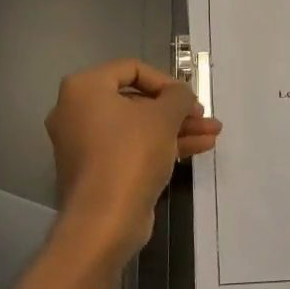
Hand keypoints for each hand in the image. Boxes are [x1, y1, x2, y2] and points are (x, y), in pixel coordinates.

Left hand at [46, 59, 222, 259]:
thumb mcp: (164, 116)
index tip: (189, 98)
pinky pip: (131, 148)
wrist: (105, 220)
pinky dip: (160, 145)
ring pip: (137, 127)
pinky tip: (198, 148)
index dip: (167, 81)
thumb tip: (180, 95)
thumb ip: (178, 96)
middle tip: (203, 116)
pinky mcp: (96, 170)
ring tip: (212, 133)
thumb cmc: (130, 154)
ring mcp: (85, 143)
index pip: (132, 68)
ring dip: (175, 128)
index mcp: (85, 88)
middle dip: (176, 109)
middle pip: (136, 100)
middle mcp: (77, 111)